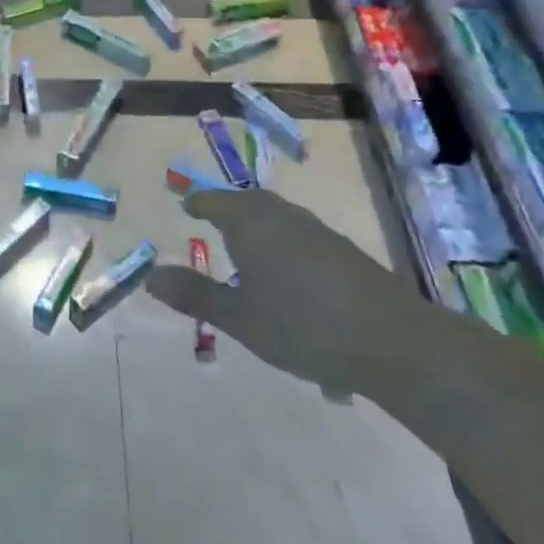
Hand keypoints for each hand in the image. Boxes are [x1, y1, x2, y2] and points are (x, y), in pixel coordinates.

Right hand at [144, 189, 433, 395]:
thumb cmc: (302, 326)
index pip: (217, 202)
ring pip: (279, 216)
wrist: (393, 341)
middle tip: (213, 216)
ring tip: (247, 243)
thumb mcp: (240, 318)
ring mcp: (319, 233)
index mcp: (252, 225)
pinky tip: (288, 270)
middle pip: (251, 202)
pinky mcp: (345, 252)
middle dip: (229, 207)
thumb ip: (196, 296)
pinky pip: (301, 233)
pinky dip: (283, 240)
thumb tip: (151, 277)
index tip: (187, 205)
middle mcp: (284, 218)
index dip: (200, 203)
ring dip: (258, 222)